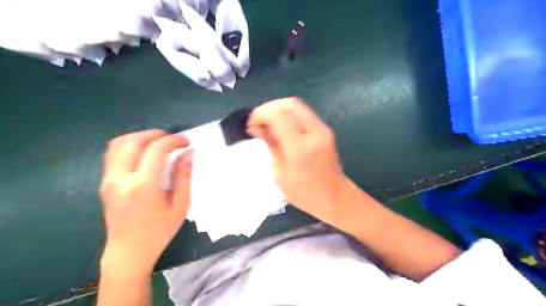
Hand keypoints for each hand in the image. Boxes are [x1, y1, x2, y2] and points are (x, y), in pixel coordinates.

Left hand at [100, 129, 192, 274]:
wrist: (128, 252)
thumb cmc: (159, 231)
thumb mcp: (180, 205)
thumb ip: (184, 176)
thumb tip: (189, 153)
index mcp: (143, 186)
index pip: (157, 150)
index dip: (174, 140)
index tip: (186, 142)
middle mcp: (121, 179)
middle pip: (134, 141)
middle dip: (157, 134)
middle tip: (173, 140)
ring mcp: (109, 180)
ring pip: (119, 144)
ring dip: (141, 137)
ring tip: (159, 142)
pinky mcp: (105, 182)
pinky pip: (114, 153)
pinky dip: (130, 145)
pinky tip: (144, 152)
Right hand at [247, 98, 349, 223]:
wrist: (335, 197)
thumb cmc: (304, 193)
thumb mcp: (280, 173)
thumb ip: (271, 145)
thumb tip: (257, 127)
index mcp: (300, 148)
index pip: (278, 115)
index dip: (260, 114)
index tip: (251, 125)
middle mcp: (314, 132)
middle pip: (288, 104)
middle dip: (269, 109)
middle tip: (258, 123)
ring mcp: (322, 129)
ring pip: (296, 105)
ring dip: (278, 110)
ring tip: (268, 125)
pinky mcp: (325, 129)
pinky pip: (303, 113)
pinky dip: (288, 114)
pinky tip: (281, 127)